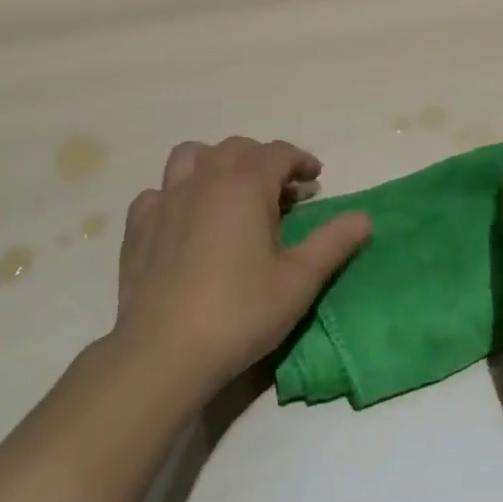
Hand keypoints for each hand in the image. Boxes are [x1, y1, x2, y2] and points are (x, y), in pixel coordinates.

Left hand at [109, 137, 371, 404]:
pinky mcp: (138, 226)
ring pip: (191, 156)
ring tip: (229, 191)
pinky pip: (158, 192)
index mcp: (246, 183)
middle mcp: (205, 178)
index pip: (279, 152)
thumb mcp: (299, 280)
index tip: (314, 178)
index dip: (301, 160)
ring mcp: (166, 199)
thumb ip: (333, 243)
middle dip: (263, 160)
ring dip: (215, 163)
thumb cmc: (240, 312)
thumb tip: (364, 217)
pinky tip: (184, 220)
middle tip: (280, 191)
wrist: (163, 353)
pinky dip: (175, 194)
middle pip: (237, 148)